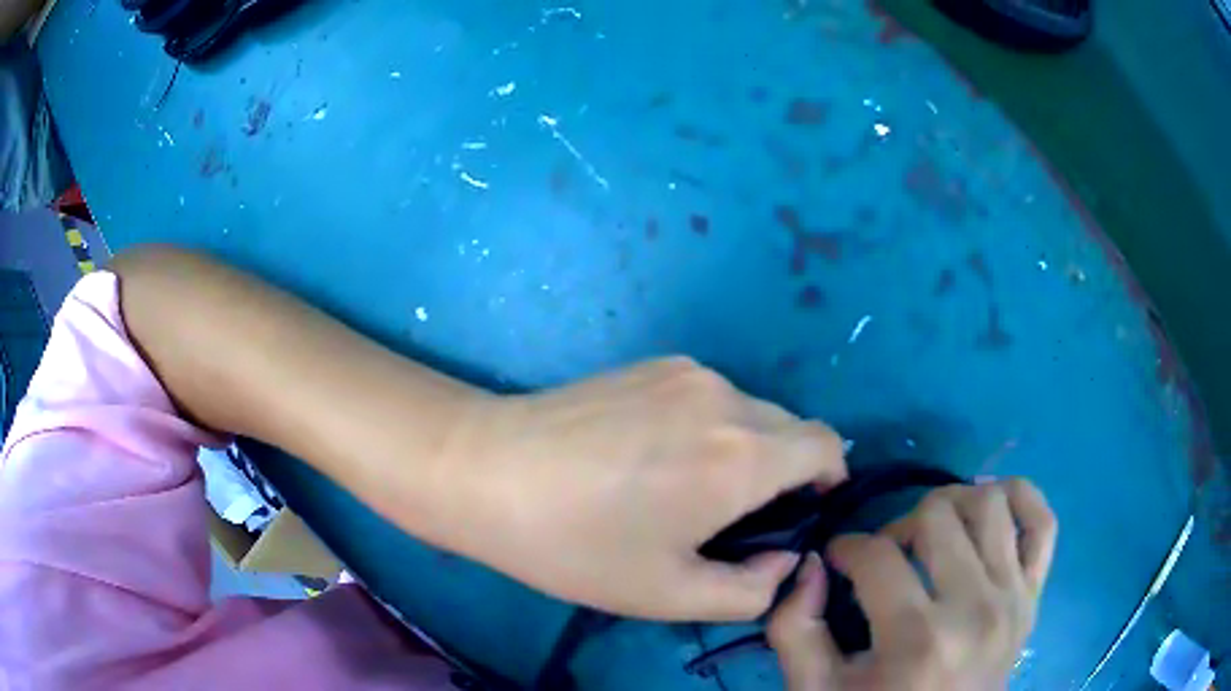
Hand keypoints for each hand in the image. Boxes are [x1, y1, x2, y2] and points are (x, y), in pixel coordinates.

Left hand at [444, 357, 846, 620]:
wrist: (487, 470)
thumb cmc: (577, 544)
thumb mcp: (669, 595)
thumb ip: (752, 590)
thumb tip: (784, 558)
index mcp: (741, 455)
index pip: (828, 445)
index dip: (829, 479)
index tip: (799, 514)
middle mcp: (726, 398)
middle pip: (791, 428)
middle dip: (784, 472)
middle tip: (732, 519)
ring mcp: (686, 371)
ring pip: (750, 411)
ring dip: (744, 449)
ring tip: (685, 488)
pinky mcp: (653, 363)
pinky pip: (710, 396)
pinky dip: (709, 427)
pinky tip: (652, 456)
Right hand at [768, 480, 1057, 689]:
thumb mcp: (814, 689)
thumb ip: (795, 626)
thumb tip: (811, 564)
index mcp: (917, 638)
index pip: (876, 555)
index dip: (845, 548)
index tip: (836, 561)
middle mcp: (974, 607)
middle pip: (937, 514)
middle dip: (896, 526)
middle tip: (883, 556)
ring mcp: (1013, 598)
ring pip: (990, 502)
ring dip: (952, 506)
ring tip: (931, 535)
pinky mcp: (1033, 595)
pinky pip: (1042, 521)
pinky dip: (1020, 498)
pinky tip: (991, 509)